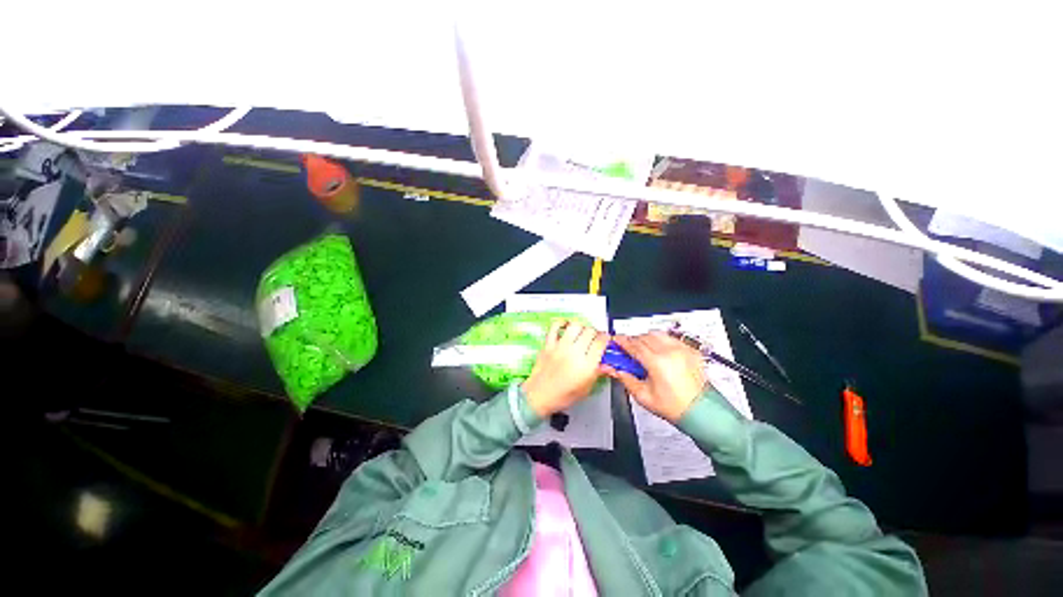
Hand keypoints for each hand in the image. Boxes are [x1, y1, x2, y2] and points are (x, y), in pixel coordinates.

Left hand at [522, 320, 610, 417]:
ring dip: (581, 326)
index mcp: (586, 366)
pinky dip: (561, 323)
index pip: (600, 342)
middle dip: (594, 333)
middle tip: (593, 338)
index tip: (605, 340)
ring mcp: (560, 347)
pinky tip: (565, 326)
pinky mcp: (548, 344)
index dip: (605, 338)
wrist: (539, 396)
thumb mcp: (586, 389)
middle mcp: (574, 353)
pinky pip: (555, 327)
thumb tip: (607, 364)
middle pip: (589, 331)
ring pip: (575, 325)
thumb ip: (598, 373)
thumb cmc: (562, 396)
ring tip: (581, 332)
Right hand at [606, 332, 708, 422]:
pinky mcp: (690, 351)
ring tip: (643, 351)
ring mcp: (682, 350)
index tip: (615, 341)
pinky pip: (671, 338)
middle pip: (644, 337)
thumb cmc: (676, 407)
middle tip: (627, 350)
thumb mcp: (643, 396)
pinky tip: (659, 352)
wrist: (701, 412)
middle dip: (633, 341)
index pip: (633, 345)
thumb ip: (625, 379)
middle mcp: (671, 352)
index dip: (621, 341)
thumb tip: (614, 370)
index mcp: (657, 362)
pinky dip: (661, 341)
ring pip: (657, 334)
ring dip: (646, 339)